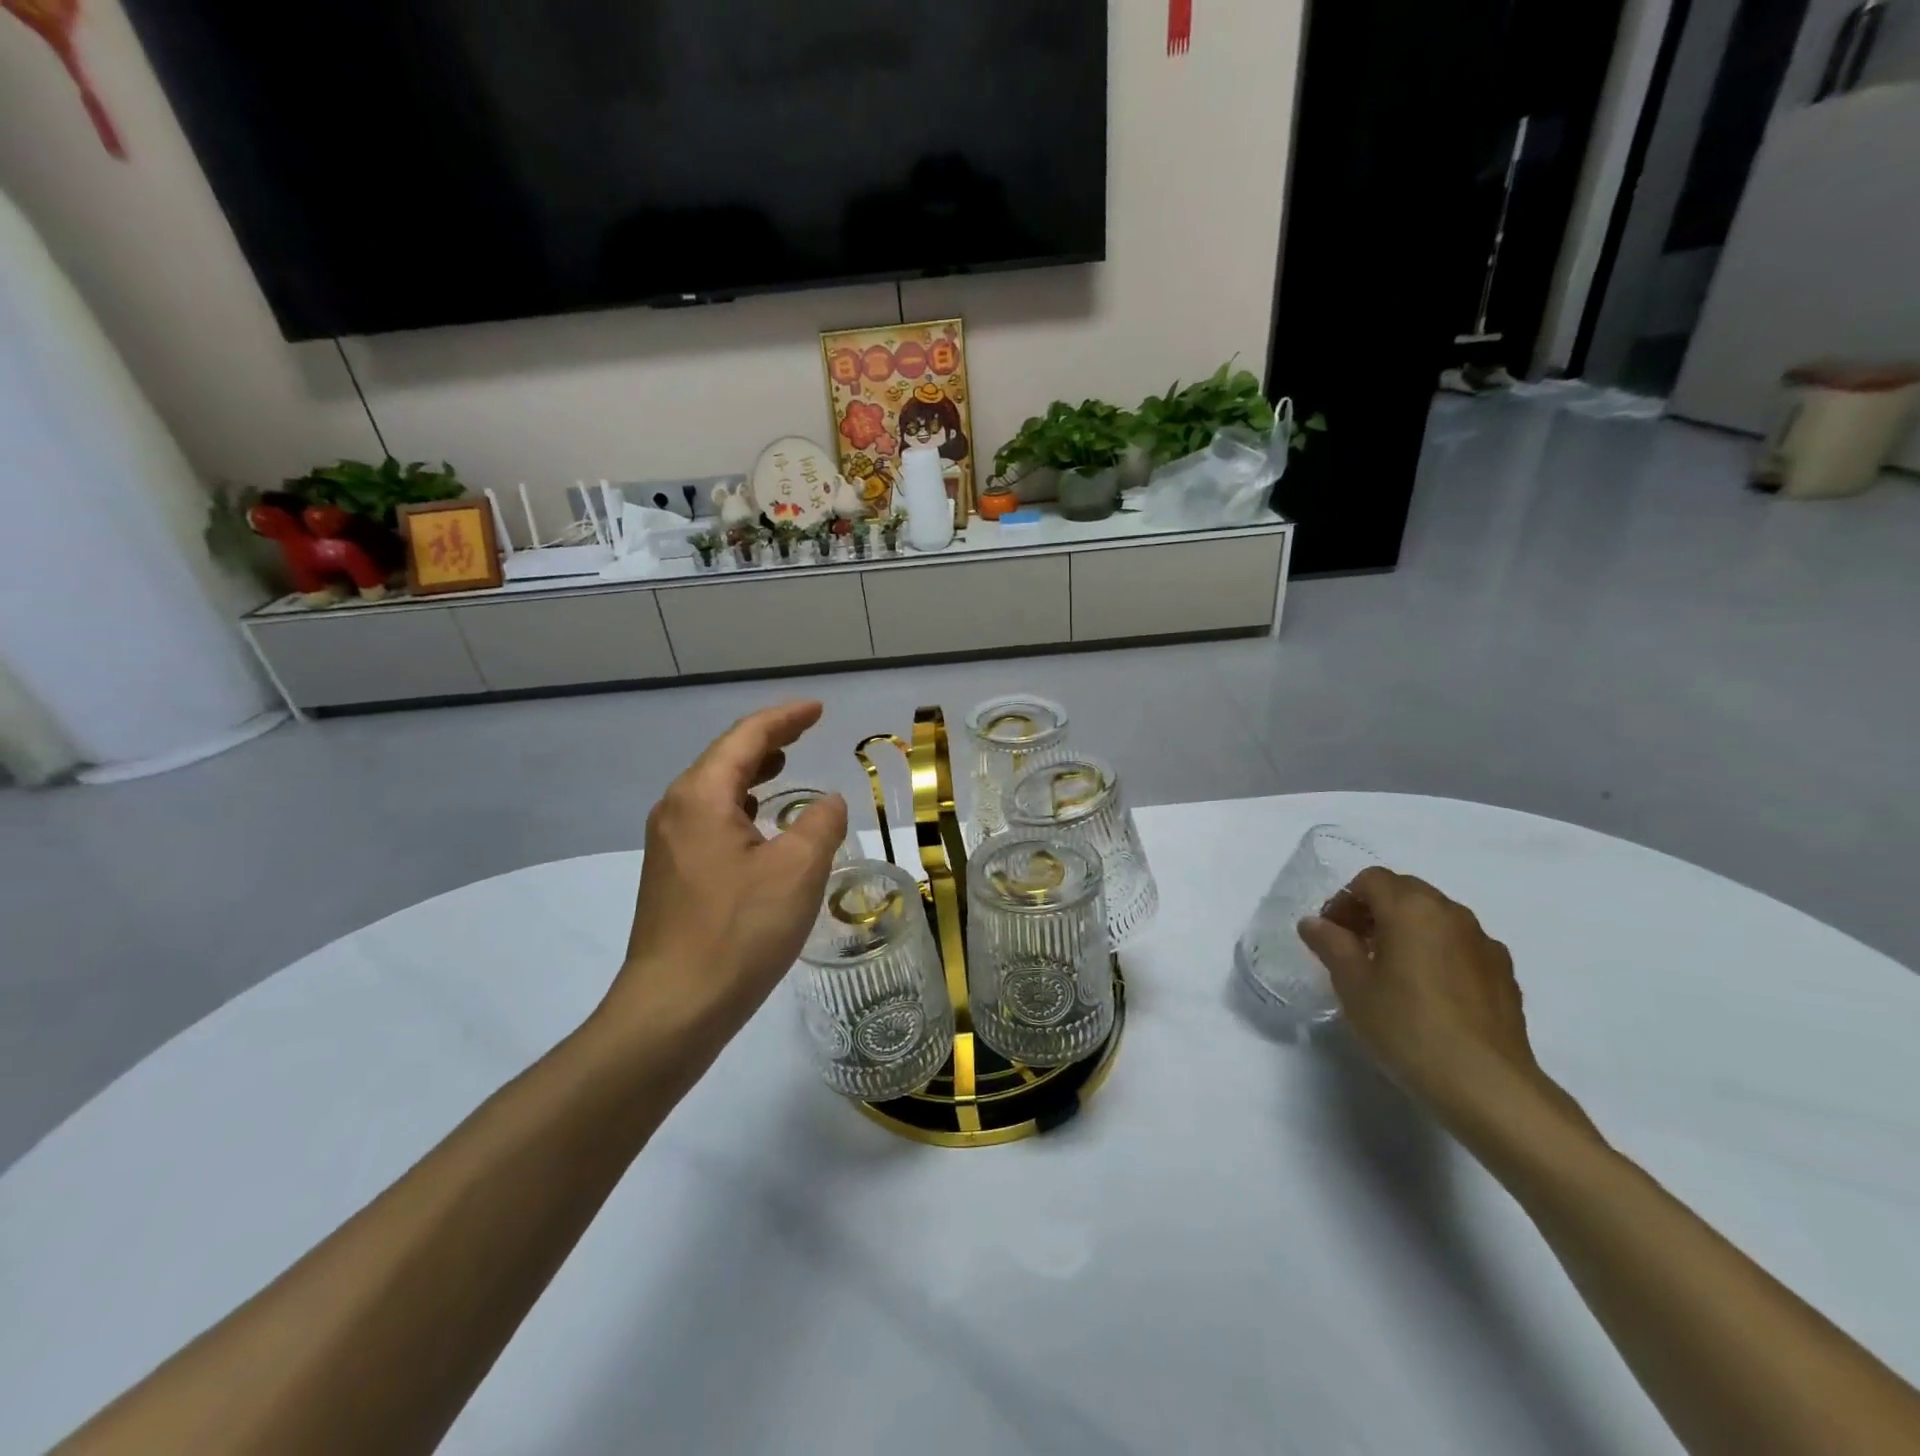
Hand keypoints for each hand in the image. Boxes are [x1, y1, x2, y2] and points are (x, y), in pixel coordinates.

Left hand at [599, 701, 847, 1071]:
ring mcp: (668, 843)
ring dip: (752, 773)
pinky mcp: (671, 874)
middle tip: (806, 732)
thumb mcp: (797, 871)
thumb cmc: (739, 932)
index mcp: (701, 796)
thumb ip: (821, 823)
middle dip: (768, 740)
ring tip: (785, 765)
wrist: (673, 1008)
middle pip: (725, 757)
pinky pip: (710, 819)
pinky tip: (761, 823)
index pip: (746, 737)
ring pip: (715, 790)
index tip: (818, 710)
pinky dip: (741, 805)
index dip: (785, 718)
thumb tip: (827, 802)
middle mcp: (676, 809)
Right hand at [1298, 869, 1570, 1128]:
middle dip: (1375, 911)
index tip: (1331, 935)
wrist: (1486, 1085)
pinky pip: (1461, 946)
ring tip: (1391, 973)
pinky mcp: (1504, 974)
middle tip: (1355, 949)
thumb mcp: (1351, 984)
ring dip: (1408, 931)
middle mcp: (1451, 913)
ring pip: (1436, 918)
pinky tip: (1429, 994)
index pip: (1370, 880)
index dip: (1344, 901)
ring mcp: (1484, 942)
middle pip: (1406, 892)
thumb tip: (1314, 923)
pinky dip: (1438, 954)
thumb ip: (1330, 944)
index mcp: (1411, 907)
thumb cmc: (1406, 1025)